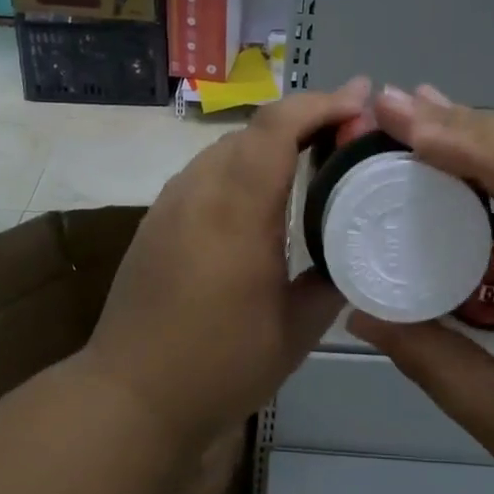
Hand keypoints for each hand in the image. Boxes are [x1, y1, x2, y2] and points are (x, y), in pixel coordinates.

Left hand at [82, 77, 371, 442]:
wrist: (132, 394)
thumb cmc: (221, 365)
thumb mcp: (296, 331)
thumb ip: (331, 281)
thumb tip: (351, 255)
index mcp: (237, 211)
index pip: (277, 127)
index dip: (321, 103)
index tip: (361, 99)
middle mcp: (198, 192)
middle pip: (252, 131)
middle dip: (303, 120)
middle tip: (347, 134)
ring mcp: (170, 204)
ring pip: (225, 150)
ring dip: (270, 144)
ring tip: (310, 160)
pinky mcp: (155, 222)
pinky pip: (205, 175)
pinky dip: (241, 169)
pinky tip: (259, 200)